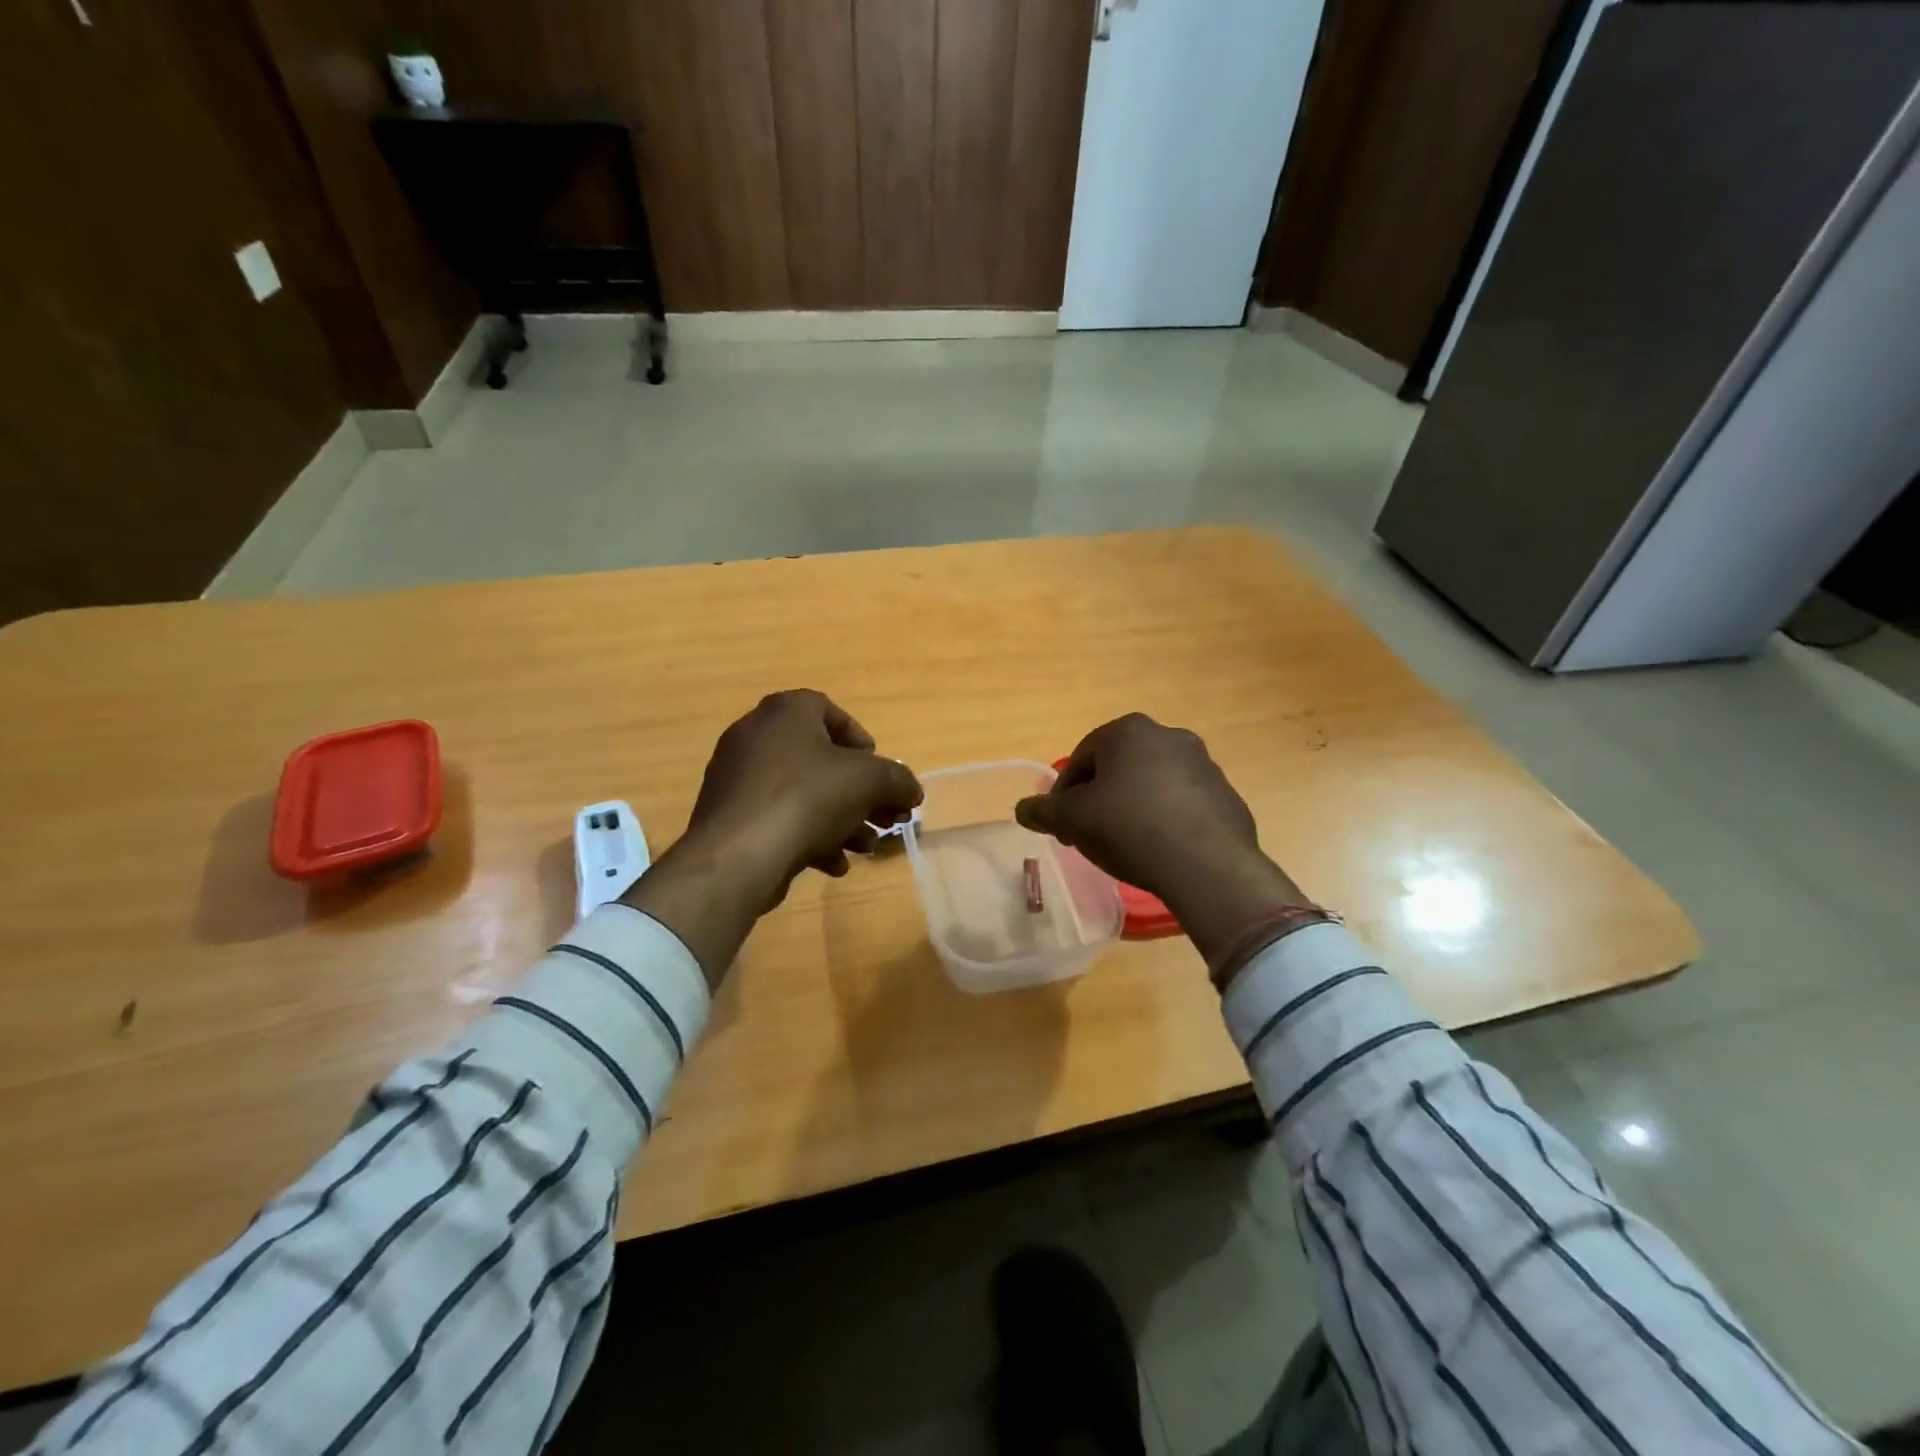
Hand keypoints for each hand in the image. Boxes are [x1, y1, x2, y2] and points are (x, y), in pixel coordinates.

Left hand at [622, 691, 921, 985]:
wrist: (739, 855)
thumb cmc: (808, 798)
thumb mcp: (870, 781)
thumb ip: (898, 780)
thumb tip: (912, 791)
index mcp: (786, 712)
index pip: (828, 711)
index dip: (860, 739)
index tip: (878, 770)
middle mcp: (755, 736)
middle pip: (821, 760)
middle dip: (860, 792)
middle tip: (886, 817)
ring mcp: (737, 778)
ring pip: (802, 795)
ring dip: (841, 820)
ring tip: (865, 847)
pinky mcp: (730, 817)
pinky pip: (779, 819)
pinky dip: (809, 837)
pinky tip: (834, 865)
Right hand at [1013, 714, 1309, 961]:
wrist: (1206, 866)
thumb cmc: (1129, 828)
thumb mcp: (1073, 820)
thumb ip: (1044, 810)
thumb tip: (1022, 809)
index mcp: (1129, 731)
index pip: (1081, 757)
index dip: (1064, 792)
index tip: (1060, 822)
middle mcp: (1169, 736)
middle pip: (1118, 767)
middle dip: (1099, 796)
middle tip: (1088, 831)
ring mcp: (1203, 764)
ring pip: (1151, 783)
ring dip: (1133, 805)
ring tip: (1124, 843)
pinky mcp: (1225, 795)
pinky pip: (1182, 803)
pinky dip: (1165, 818)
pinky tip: (1159, 849)